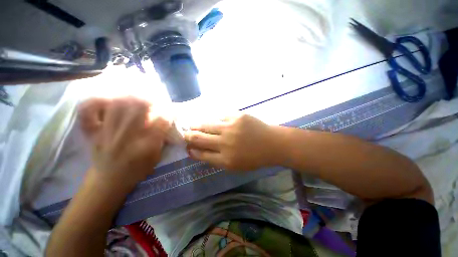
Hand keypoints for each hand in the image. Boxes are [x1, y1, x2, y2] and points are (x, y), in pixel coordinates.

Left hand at [79, 97, 170, 188]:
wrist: (108, 180)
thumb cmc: (137, 170)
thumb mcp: (156, 157)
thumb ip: (162, 139)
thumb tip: (166, 122)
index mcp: (145, 146)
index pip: (160, 122)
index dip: (168, 113)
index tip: (171, 111)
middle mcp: (126, 137)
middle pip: (138, 108)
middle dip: (150, 100)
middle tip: (155, 100)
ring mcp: (107, 133)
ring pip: (118, 105)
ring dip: (131, 98)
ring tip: (138, 97)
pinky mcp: (94, 132)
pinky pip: (91, 110)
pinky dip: (101, 101)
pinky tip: (111, 99)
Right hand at [184, 114, 278, 170]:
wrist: (272, 143)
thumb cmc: (255, 157)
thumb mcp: (236, 166)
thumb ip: (218, 160)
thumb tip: (201, 152)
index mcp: (225, 159)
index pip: (201, 154)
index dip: (192, 150)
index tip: (187, 147)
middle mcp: (225, 143)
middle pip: (200, 139)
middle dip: (189, 136)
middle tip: (185, 134)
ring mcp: (231, 128)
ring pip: (206, 125)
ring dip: (197, 126)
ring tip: (192, 125)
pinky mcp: (237, 116)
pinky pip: (220, 117)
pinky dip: (214, 120)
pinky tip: (212, 121)